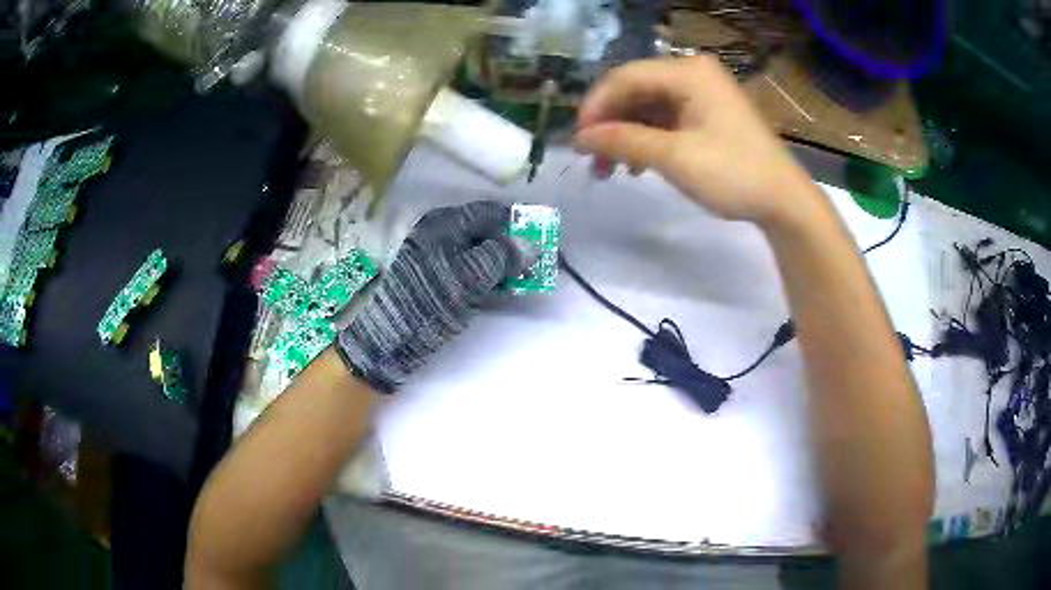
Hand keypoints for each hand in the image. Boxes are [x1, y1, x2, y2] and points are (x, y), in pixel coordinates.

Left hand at [336, 201, 522, 392]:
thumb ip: (503, 255)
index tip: (541, 237)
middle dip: (512, 247)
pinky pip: (469, 272)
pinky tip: (503, 291)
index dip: (516, 223)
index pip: (489, 212)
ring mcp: (437, 259)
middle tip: (535, 263)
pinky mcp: (437, 282)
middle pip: (485, 233)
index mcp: (445, 223)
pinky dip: (488, 279)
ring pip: (479, 254)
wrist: (393, 336)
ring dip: (503, 266)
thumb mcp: (471, 274)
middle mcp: (440, 235)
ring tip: (524, 280)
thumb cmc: (432, 298)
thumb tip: (531, 244)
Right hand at [574, 56, 817, 225]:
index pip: (625, 77)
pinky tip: (637, 164)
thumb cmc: (733, 174)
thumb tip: (579, 138)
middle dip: (610, 124)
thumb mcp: (674, 157)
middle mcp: (692, 74)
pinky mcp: (706, 114)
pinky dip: (647, 139)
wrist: (783, 201)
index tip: (578, 141)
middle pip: (635, 90)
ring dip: (625, 135)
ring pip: (647, 107)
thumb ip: (623, 142)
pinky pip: (665, 119)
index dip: (596, 107)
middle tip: (590, 159)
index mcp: (687, 72)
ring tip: (609, 169)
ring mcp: (701, 94)